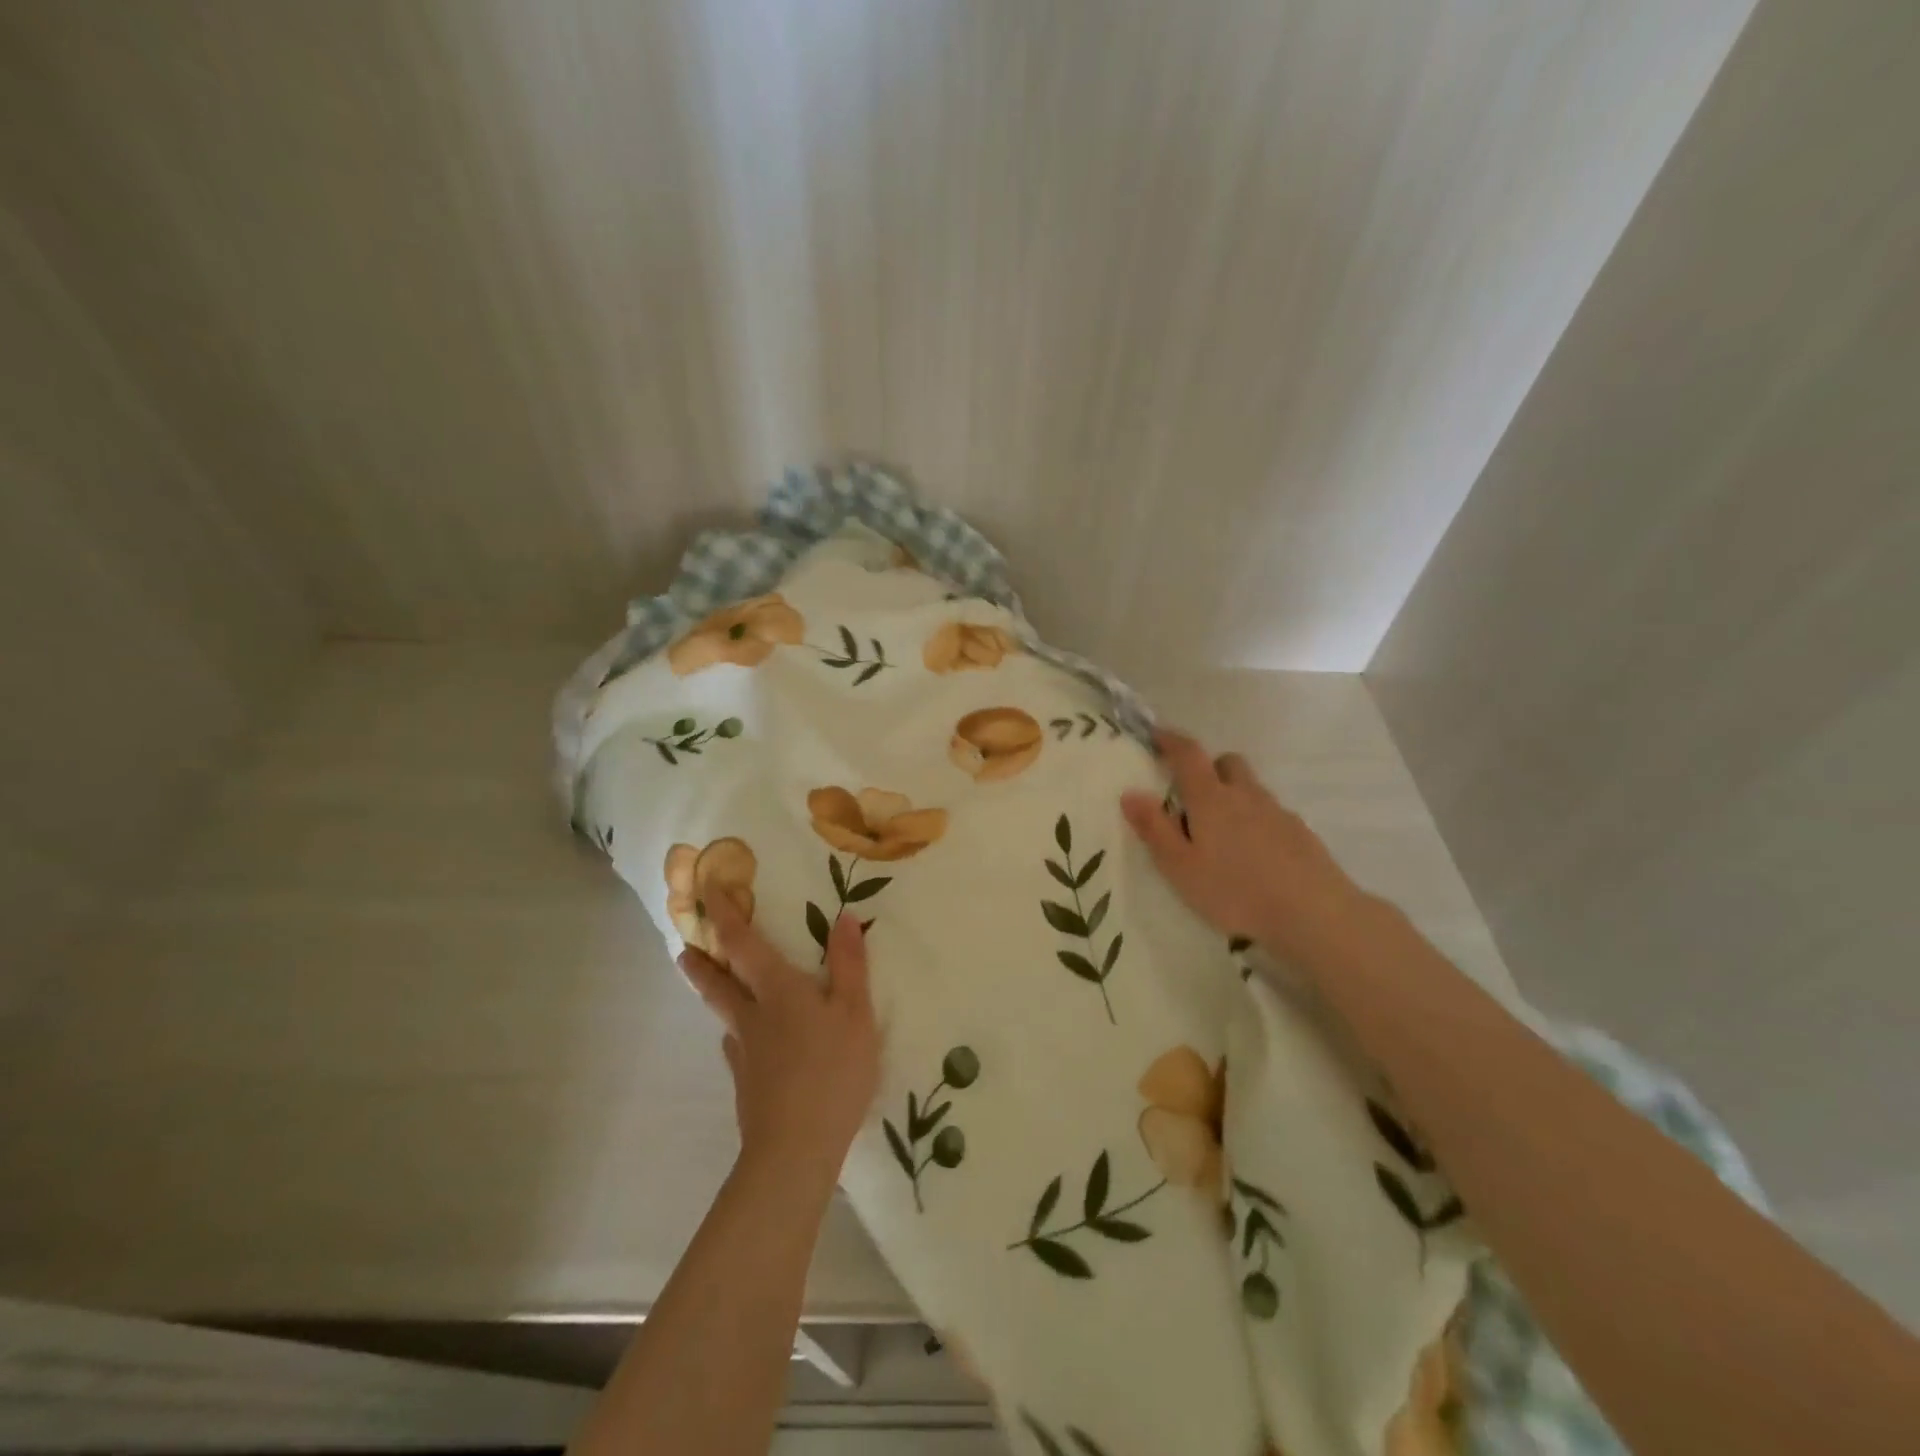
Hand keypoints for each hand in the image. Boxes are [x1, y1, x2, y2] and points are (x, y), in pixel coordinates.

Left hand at [678, 893, 880, 1189]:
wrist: (795, 1150)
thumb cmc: (832, 1071)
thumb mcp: (856, 1012)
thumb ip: (850, 964)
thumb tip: (843, 915)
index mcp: (777, 990)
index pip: (742, 942)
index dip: (724, 913)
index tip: (706, 887)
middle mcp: (752, 1015)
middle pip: (717, 981)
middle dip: (700, 960)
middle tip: (683, 947)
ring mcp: (745, 1053)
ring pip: (724, 1016)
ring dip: (714, 996)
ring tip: (715, 989)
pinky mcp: (746, 1086)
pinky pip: (738, 1049)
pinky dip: (738, 1036)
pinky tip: (746, 1046)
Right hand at [1121, 728, 1366, 968]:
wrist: (1313, 914)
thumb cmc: (1235, 891)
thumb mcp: (1180, 867)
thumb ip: (1154, 829)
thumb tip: (1131, 793)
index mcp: (1211, 799)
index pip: (1188, 755)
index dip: (1171, 741)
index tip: (1156, 735)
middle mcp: (1245, 795)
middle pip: (1227, 763)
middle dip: (1208, 768)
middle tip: (1192, 795)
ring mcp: (1278, 812)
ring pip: (1251, 789)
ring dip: (1233, 796)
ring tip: (1222, 834)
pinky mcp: (1301, 834)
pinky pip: (1271, 814)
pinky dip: (1256, 821)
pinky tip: (1253, 855)